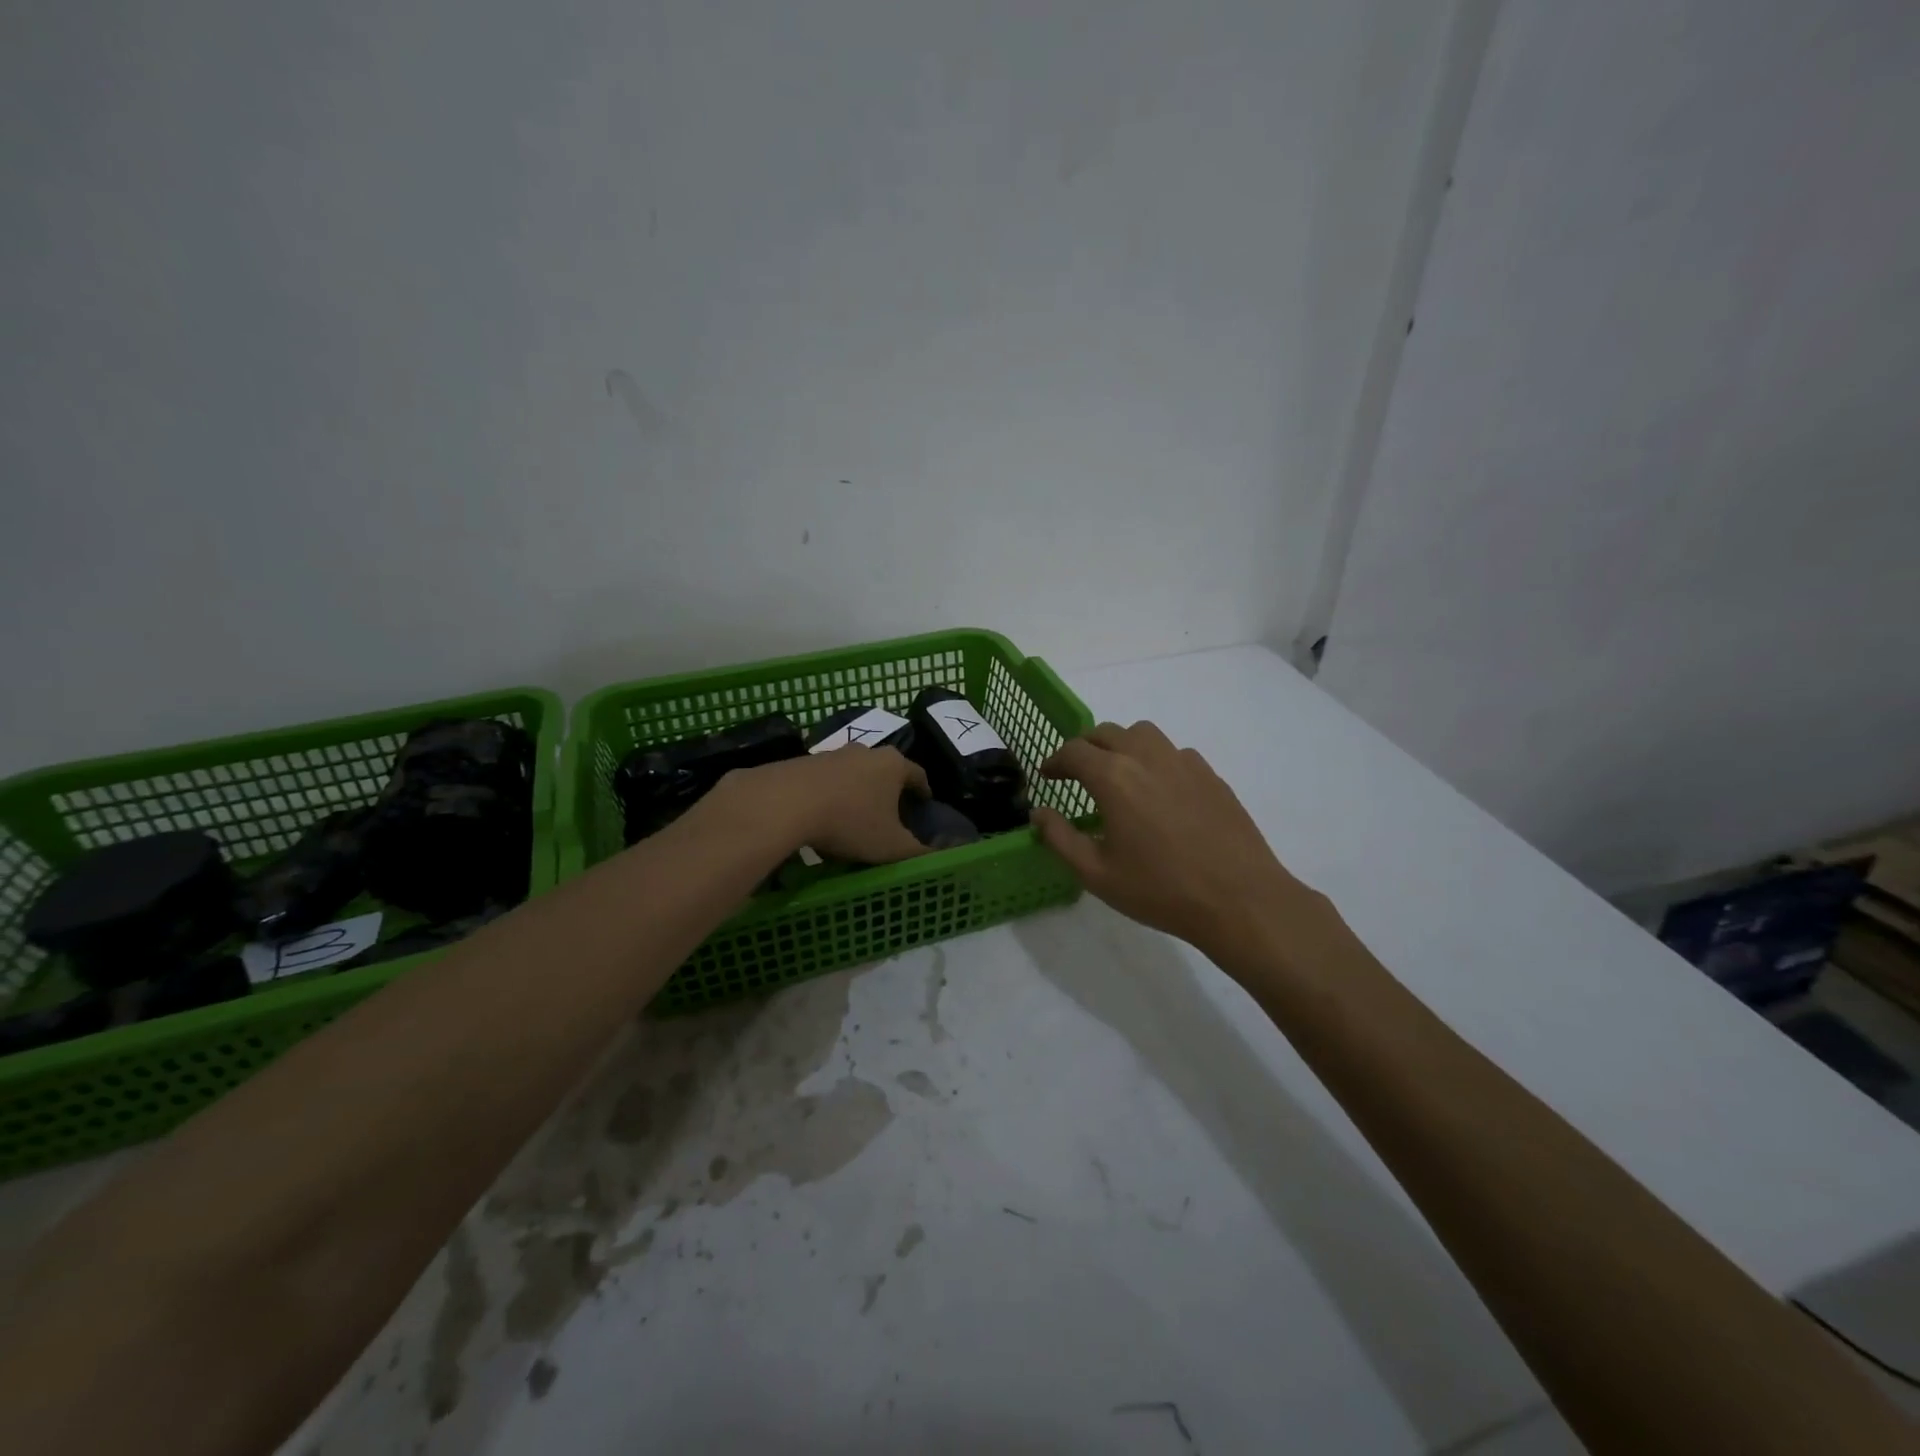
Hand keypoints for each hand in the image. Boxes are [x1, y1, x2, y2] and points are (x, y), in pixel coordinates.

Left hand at [723, 747, 930, 864]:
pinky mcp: (802, 762)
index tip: (924, 803)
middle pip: (884, 769)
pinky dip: (828, 795)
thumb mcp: (891, 846)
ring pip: (852, 773)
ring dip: (856, 791)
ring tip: (853, 817)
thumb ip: (919, 852)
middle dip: (888, 789)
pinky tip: (822, 816)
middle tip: (890, 813)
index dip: (924, 791)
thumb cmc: (850, 822)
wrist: (784, 803)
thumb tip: (944, 856)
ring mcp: (831, 754)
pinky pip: (824, 780)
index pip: (918, 774)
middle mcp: (865, 751)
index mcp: (893, 765)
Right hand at [1033, 722, 1331, 972]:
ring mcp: (1183, 762)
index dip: (1055, 760)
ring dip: (1121, 745)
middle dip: (1085, 748)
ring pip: (1143, 734)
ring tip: (1118, 774)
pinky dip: (1155, 760)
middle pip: (1107, 733)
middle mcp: (1147, 757)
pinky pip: (1174, 752)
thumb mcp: (1096, 874)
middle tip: (1077, 773)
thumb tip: (1039, 813)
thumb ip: (1059, 838)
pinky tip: (1159, 791)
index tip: (1048, 775)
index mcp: (1113, 777)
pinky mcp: (1210, 775)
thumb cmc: (1160, 890)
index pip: (1074, 751)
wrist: (1239, 899)